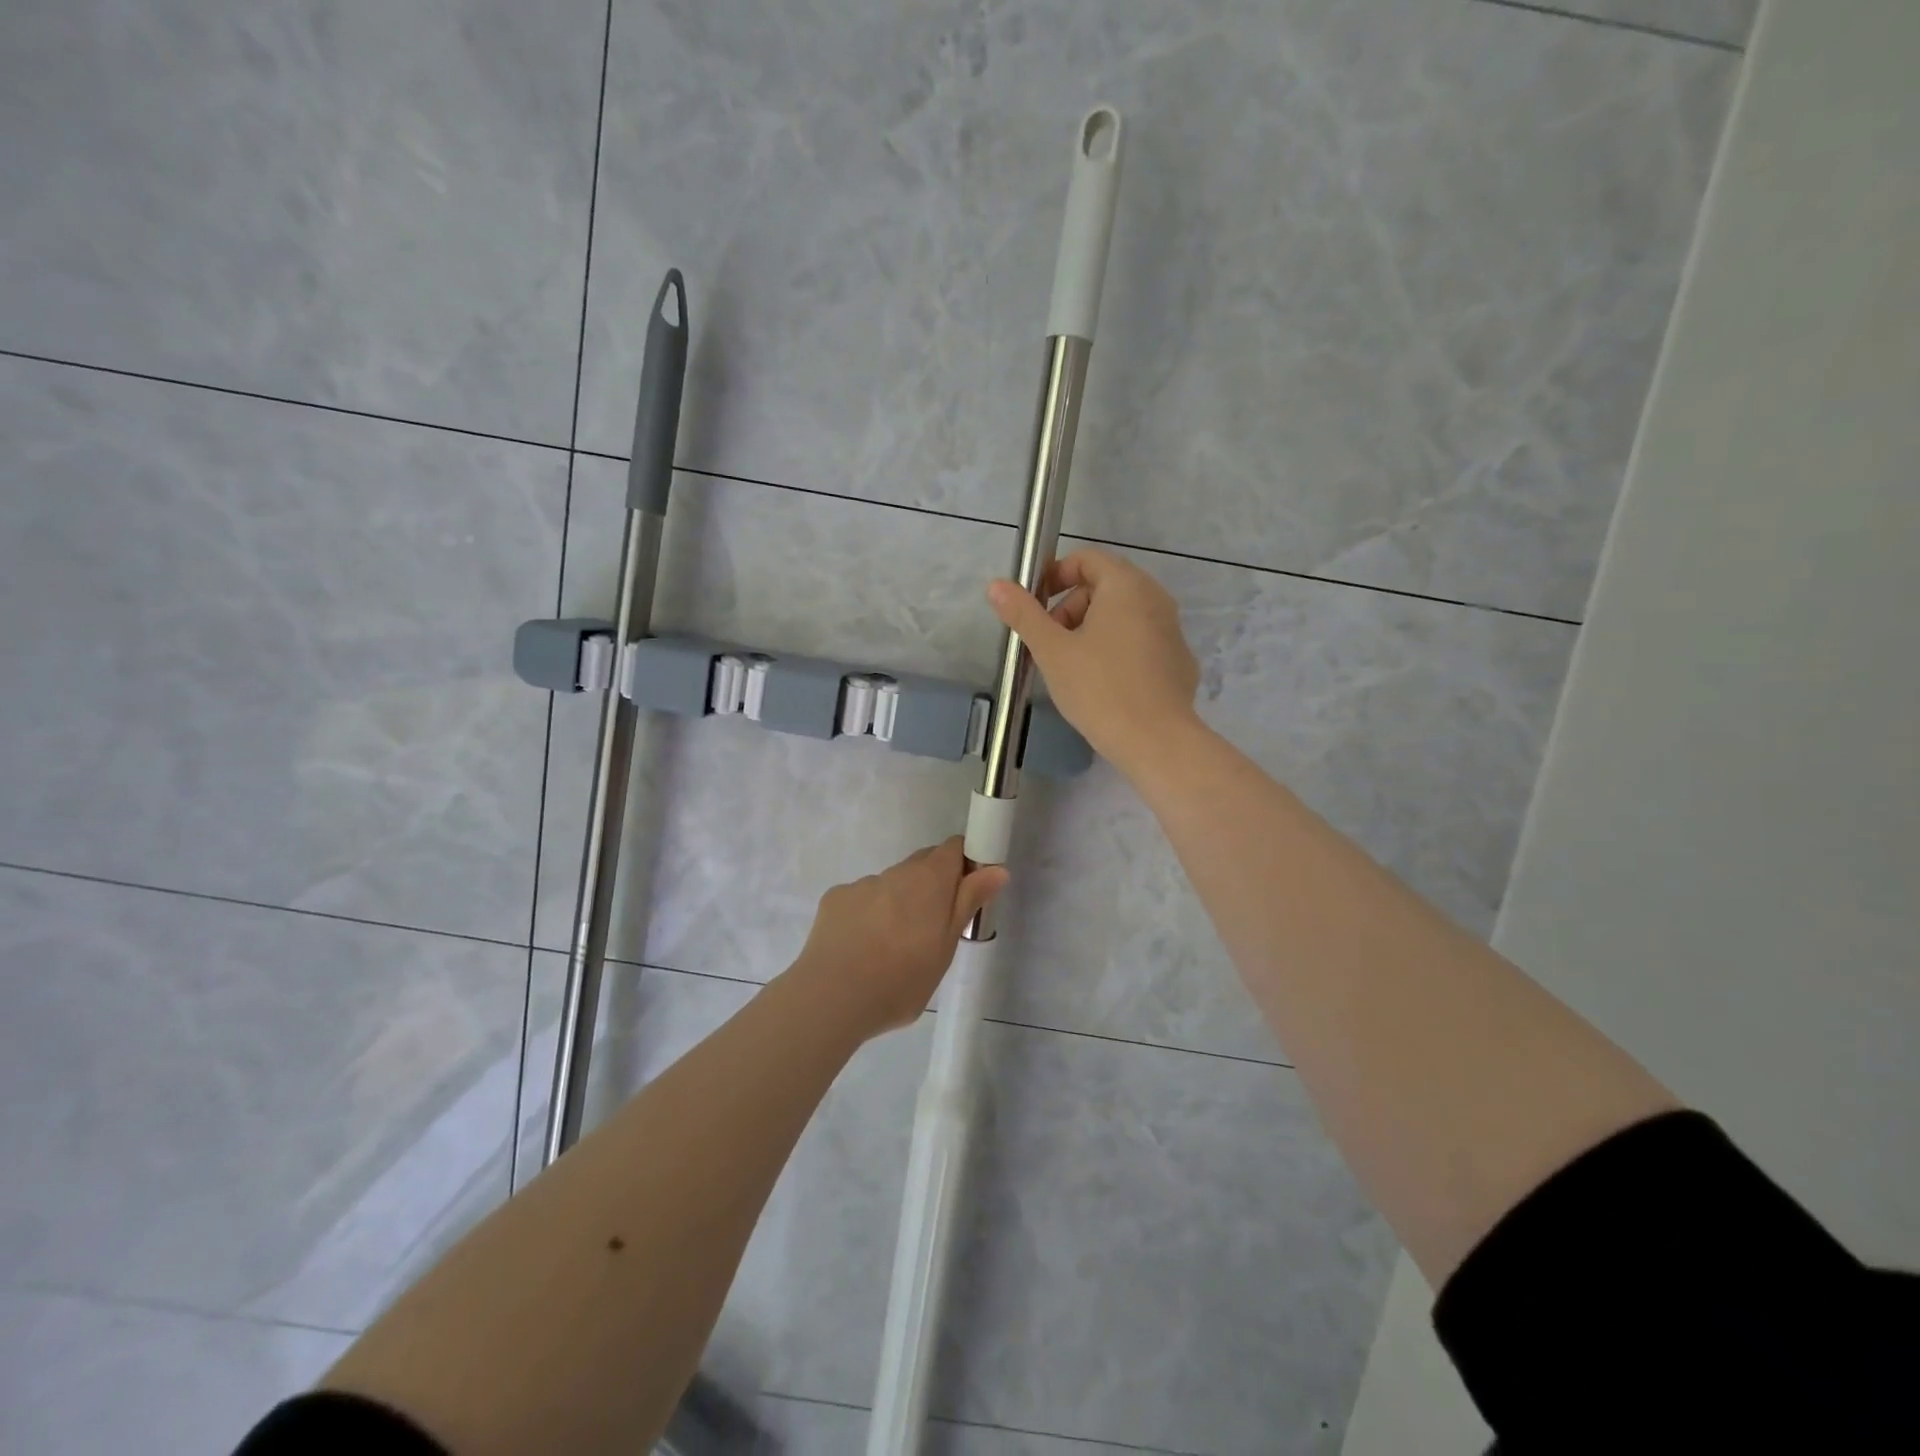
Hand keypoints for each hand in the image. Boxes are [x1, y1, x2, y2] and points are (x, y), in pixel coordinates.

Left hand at [792, 838, 1006, 1037]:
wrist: (832, 998)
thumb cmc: (901, 980)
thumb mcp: (946, 947)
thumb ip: (968, 902)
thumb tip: (997, 869)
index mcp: (929, 881)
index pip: (953, 848)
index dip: (963, 864)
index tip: (966, 893)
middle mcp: (896, 872)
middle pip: (921, 864)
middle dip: (931, 886)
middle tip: (932, 928)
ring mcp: (862, 884)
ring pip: (890, 884)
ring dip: (898, 903)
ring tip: (891, 947)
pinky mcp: (835, 899)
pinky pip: (861, 899)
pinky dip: (867, 915)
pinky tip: (860, 947)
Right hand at [986, 548, 1201, 777]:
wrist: (1156, 741)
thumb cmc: (1099, 688)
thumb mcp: (1052, 650)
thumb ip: (1023, 613)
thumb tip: (996, 585)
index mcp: (1126, 586)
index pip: (1087, 559)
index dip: (1055, 576)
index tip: (1035, 608)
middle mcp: (1156, 598)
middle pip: (1106, 586)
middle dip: (1071, 607)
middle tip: (1051, 643)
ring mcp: (1173, 631)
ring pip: (1124, 615)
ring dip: (1092, 630)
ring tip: (1073, 667)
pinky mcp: (1179, 661)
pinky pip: (1142, 642)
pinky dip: (1118, 650)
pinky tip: (1105, 684)